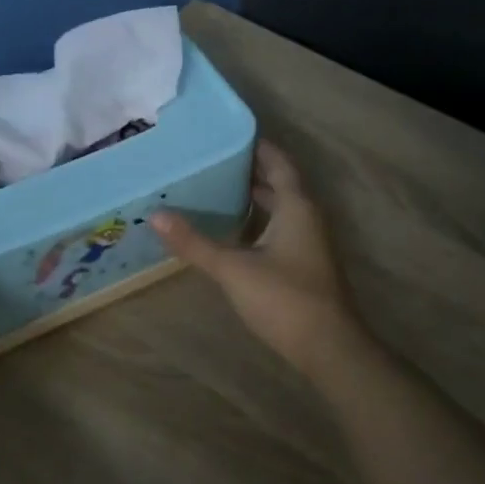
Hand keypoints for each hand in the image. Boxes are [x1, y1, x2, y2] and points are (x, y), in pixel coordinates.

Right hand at [152, 140, 362, 371]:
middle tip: (211, 162)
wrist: (328, 348)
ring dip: (254, 198)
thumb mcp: (233, 269)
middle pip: (280, 184)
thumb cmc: (284, 299)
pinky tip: (232, 233)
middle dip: (250, 172)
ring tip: (215, 191)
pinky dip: (257, 223)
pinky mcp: (305, 266)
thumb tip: (156, 215)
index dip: (257, 146)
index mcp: (296, 206)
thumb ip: (195, 243)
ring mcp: (309, 243)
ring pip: (280, 209)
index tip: (227, 135)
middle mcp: (307, 218)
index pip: (278, 163)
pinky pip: (280, 230)